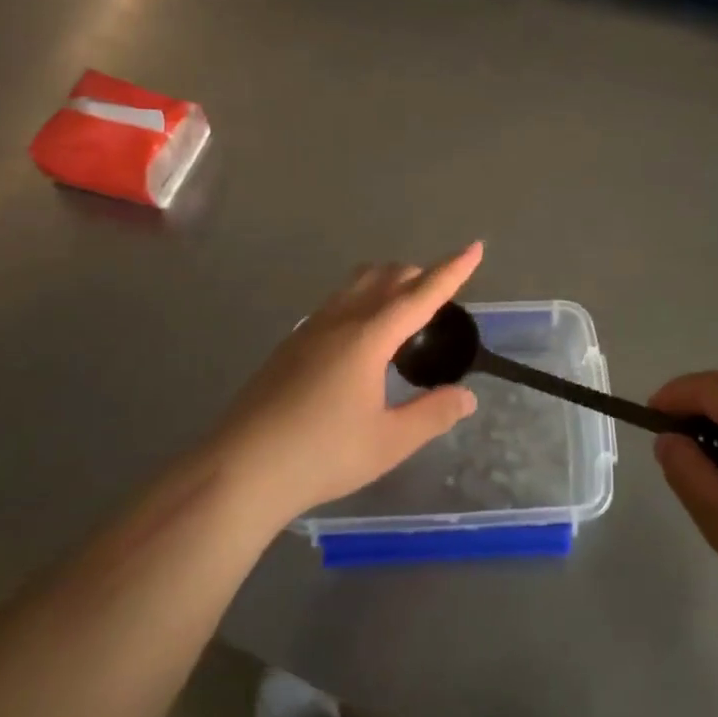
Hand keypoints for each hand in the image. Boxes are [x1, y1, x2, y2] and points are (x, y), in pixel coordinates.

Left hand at [210, 243, 483, 527]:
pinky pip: (338, 301)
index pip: (421, 294)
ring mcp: (310, 328)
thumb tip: (466, 396)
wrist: (242, 469)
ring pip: (357, 283)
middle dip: (419, 275)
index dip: (451, 271)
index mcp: (368, 337)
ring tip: (405, 309)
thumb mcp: (389, 442)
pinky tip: (362, 337)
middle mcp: (340, 320)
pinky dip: (363, 299)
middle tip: (442, 296)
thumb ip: (432, 414)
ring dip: (388, 282)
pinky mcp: (292, 342)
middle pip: (386, 276)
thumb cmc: (322, 455)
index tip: (475, 247)